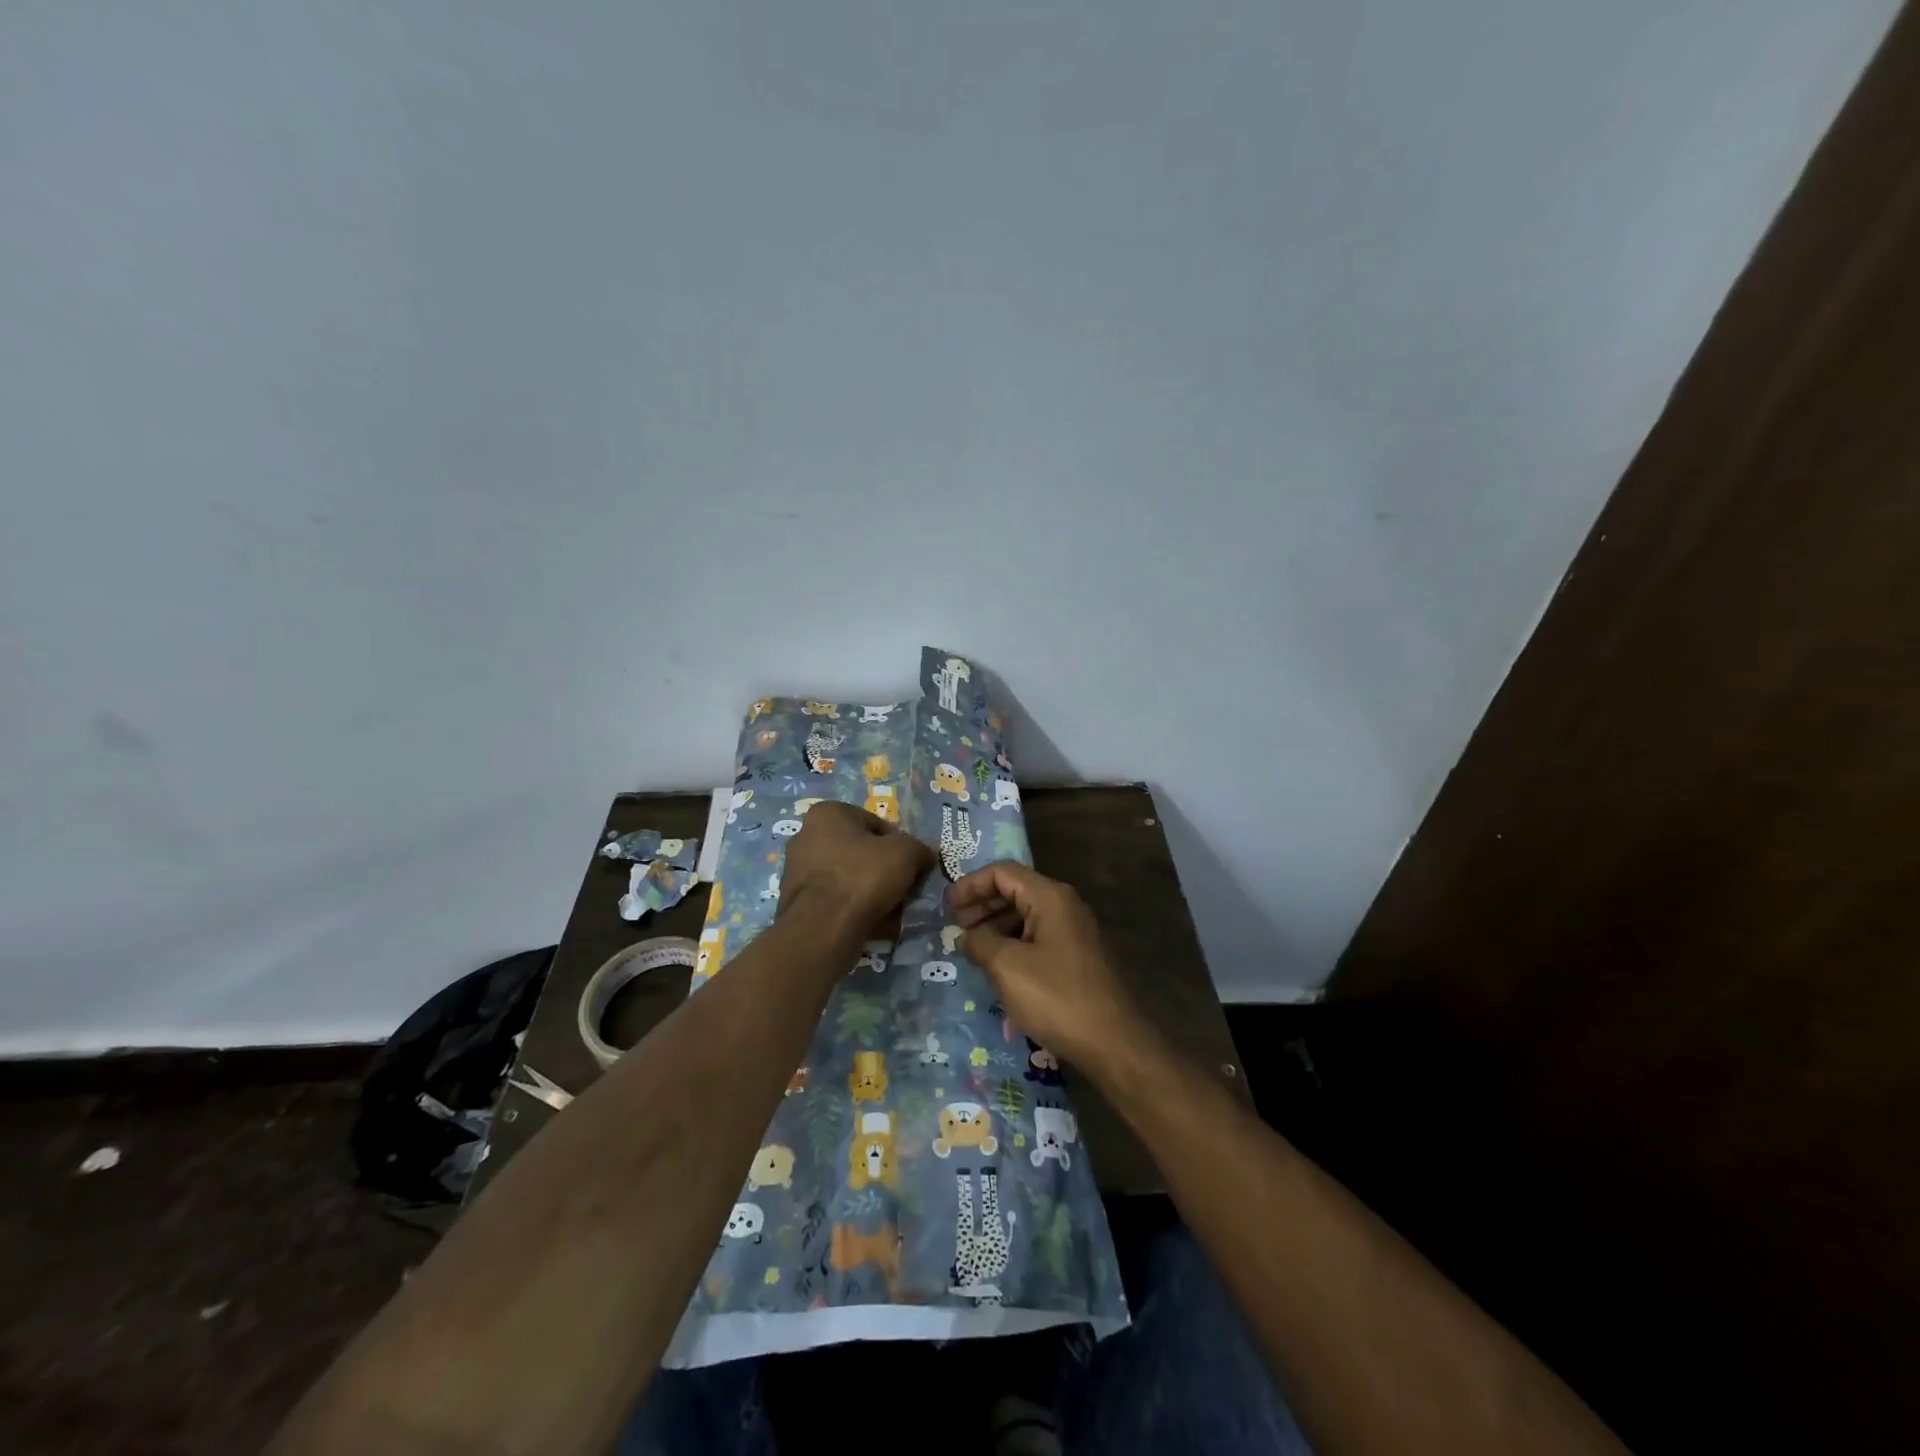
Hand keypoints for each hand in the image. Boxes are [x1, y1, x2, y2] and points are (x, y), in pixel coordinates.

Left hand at [779, 802, 932, 939]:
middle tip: (902, 888)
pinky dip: (853, 908)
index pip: (876, 824)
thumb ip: (919, 848)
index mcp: (828, 814)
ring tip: (891, 910)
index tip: (912, 865)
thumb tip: (926, 855)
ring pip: (848, 877)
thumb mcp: (906, 853)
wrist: (824, 927)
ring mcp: (796, 870)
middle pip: (860, 852)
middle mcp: (806, 835)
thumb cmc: (864, 875)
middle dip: (883, 869)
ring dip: (870, 891)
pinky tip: (872, 924)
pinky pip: (835, 900)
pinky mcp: (796, 902)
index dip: (900, 845)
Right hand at [948, 861, 1145, 1075]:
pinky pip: (1037, 937)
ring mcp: (1074, 931)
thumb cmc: (1057, 997)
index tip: (946, 907)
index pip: (1003, 872)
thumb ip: (980, 942)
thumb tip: (965, 936)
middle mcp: (1064, 905)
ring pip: (1026, 915)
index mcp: (1050, 897)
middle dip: (982, 905)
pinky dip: (1013, 943)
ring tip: (972, 949)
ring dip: (996, 926)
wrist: (1113, 1042)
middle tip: (955, 927)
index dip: (971, 885)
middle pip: (1015, 890)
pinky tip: (998, 966)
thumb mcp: (1007, 967)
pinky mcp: (1077, 956)